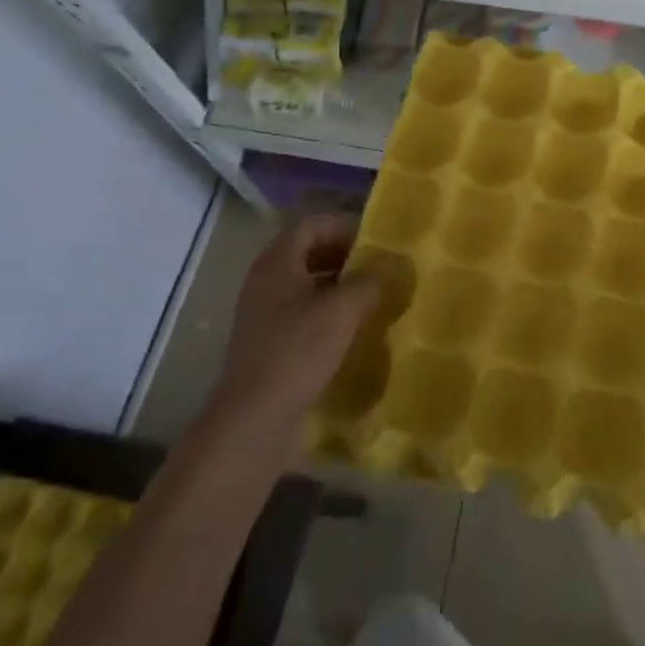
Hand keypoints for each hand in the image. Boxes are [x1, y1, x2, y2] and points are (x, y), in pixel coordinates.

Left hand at [213, 213, 380, 429]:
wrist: (253, 420)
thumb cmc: (297, 351)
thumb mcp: (343, 310)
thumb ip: (370, 281)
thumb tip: (390, 267)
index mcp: (277, 263)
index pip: (311, 225)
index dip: (344, 227)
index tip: (375, 242)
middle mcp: (265, 282)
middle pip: (307, 253)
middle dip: (344, 256)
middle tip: (378, 268)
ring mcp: (263, 315)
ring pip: (305, 286)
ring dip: (338, 286)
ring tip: (371, 297)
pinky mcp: (268, 344)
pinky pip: (301, 314)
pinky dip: (326, 314)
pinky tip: (352, 330)